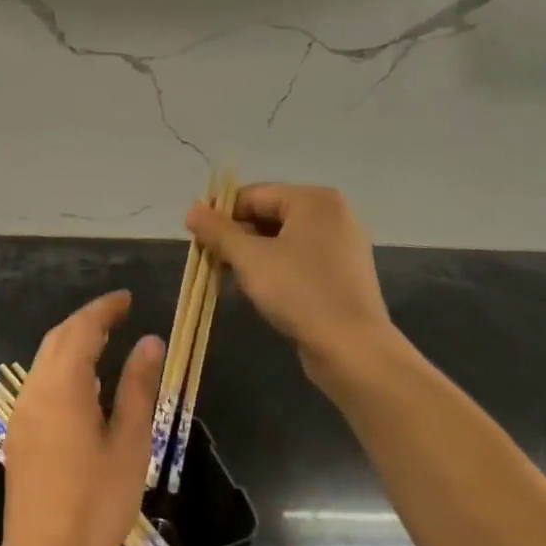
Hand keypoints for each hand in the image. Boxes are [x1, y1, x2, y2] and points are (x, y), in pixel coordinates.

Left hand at [0, 290, 162, 545]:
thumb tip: (150, 340)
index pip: (82, 328)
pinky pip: (41, 384)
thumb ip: (137, 386)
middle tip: (119, 315)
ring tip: (107, 343)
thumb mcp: (128, 442)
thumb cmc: (96, 503)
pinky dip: (64, 369)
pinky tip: (86, 387)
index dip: (104, 309)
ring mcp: (22, 413)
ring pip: (46, 361)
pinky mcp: (20, 436)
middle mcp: (35, 390)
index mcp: (62, 385)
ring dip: (73, 344)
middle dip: (87, 321)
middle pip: (58, 339)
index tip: (127, 297)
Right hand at [186, 183, 395, 395]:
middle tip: (207, 259)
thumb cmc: (299, 292)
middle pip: (268, 215)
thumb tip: (192, 210)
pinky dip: (274, 269)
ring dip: (250, 256)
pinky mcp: (342, 274)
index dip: (220, 213)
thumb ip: (218, 231)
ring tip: (226, 277)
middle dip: (235, 237)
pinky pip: (298, 260)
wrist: (353, 350)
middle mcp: (332, 215)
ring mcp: (341, 245)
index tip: (195, 235)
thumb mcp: (249, 258)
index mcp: (314, 200)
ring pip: (282, 240)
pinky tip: (255, 291)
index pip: (253, 195)